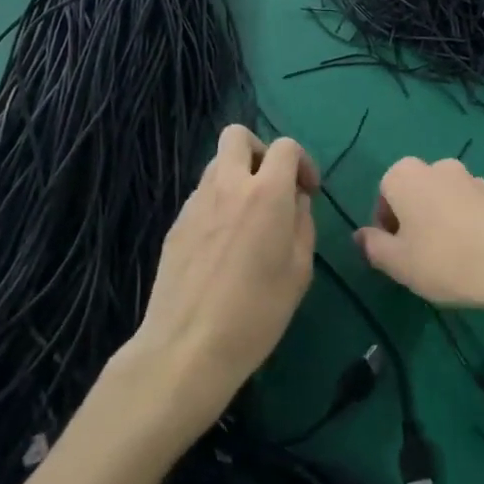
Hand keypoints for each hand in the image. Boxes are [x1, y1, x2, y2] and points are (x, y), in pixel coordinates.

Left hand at [126, 126, 318, 427]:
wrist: (187, 347)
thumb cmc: (256, 313)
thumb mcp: (299, 270)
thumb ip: (302, 223)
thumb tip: (295, 201)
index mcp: (266, 194)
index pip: (285, 146)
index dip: (302, 162)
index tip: (306, 192)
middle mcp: (228, 186)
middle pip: (238, 135)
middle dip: (260, 150)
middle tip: (271, 186)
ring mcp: (196, 202)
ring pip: (217, 163)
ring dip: (237, 175)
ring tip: (248, 216)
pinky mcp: (176, 223)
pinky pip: (202, 194)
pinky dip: (218, 202)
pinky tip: (223, 243)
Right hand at [353, 157, 483, 330]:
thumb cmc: (445, 260)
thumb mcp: (398, 263)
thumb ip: (373, 246)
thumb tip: (360, 235)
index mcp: (405, 175)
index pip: (384, 193)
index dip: (385, 223)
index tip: (396, 252)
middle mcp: (437, 166)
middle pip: (414, 192)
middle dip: (413, 219)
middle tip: (420, 256)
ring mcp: (471, 177)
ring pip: (443, 199)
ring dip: (440, 220)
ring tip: (450, 258)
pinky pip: (470, 207)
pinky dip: (466, 224)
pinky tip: (475, 254)